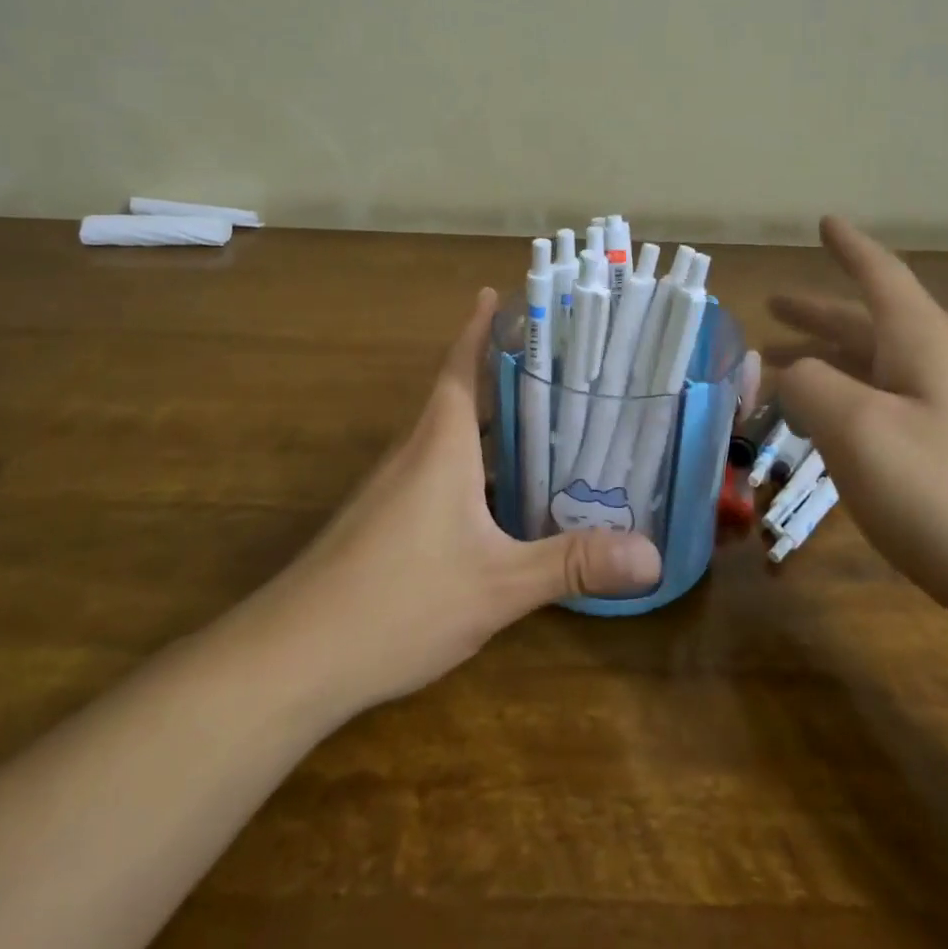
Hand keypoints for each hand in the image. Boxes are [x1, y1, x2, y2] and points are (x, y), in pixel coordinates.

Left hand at [272, 288, 661, 711]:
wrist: (293, 656)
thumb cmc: (400, 600)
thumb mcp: (498, 584)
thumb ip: (572, 563)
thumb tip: (654, 555)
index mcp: (440, 442)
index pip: (461, 364)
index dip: (478, 327)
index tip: (496, 292)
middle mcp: (414, 452)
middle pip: (461, 396)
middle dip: (503, 377)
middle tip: (557, 367)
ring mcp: (392, 487)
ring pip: (449, 438)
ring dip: (489, 425)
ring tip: (543, 425)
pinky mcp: (382, 521)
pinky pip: (436, 473)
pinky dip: (472, 467)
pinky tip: (500, 501)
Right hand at [768, 217, 947, 626]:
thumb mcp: (859, 429)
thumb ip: (809, 386)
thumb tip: (784, 372)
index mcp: (921, 343)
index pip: (880, 276)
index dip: (849, 248)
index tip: (826, 222)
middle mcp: (936, 370)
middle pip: (867, 326)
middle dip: (817, 314)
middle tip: (771, 307)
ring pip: (872, 373)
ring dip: (823, 364)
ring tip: (776, 372)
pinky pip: (882, 414)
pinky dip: (841, 408)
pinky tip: (821, 433)